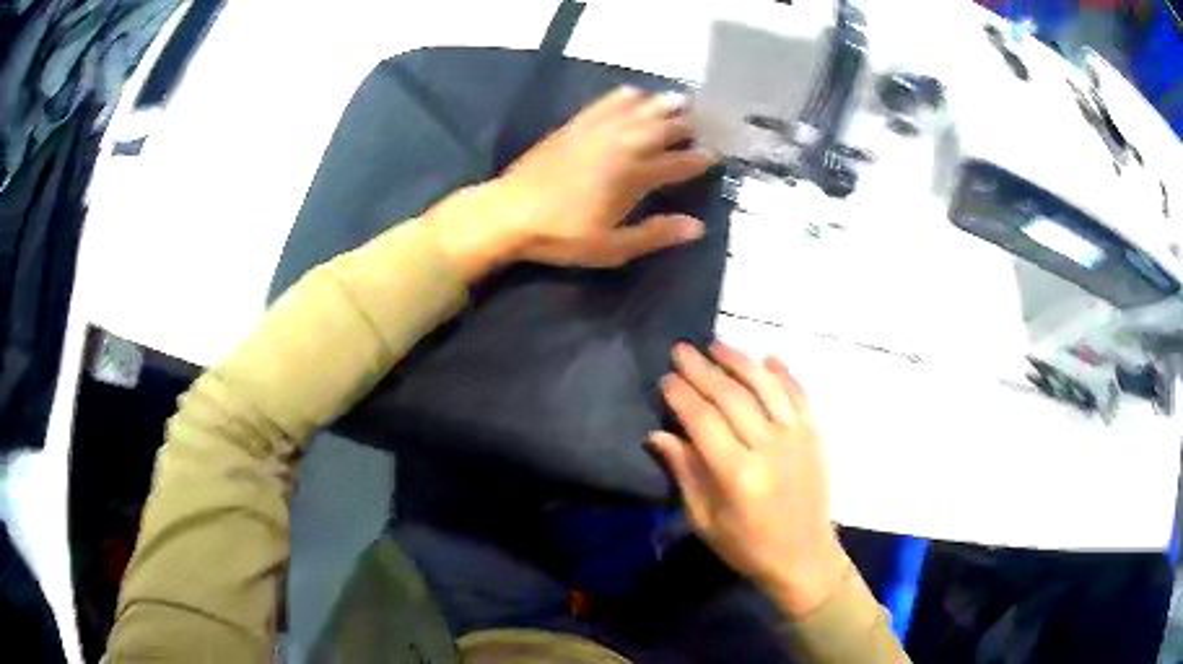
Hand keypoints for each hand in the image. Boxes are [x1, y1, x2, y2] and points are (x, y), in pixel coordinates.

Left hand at [426, 86, 718, 280]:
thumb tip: (698, 227)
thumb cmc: (562, 235)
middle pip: (662, 129)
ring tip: (682, 99)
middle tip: (705, 123)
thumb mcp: (612, 247)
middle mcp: (622, 145)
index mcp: (634, 175)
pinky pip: (605, 103)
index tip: (715, 156)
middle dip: (686, 126)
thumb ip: (656, 234)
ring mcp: (597, 131)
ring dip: (662, 104)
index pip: (677, 163)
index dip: (699, 160)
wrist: (510, 212)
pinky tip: (633, 92)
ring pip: (639, 110)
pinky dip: (624, 97)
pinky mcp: (575, 126)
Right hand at [650, 342, 852, 617]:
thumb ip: (685, 473)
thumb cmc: (747, 546)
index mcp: (738, 476)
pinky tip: (765, 357)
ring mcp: (797, 438)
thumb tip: (658, 434)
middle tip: (682, 350)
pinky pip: (798, 394)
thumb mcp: (704, 520)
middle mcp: (770, 449)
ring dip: (740, 362)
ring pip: (766, 387)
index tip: (666, 378)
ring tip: (717, 344)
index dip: (683, 397)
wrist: (804, 556)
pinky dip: (782, 373)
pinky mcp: (815, 435)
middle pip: (733, 397)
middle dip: (703, 370)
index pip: (704, 422)